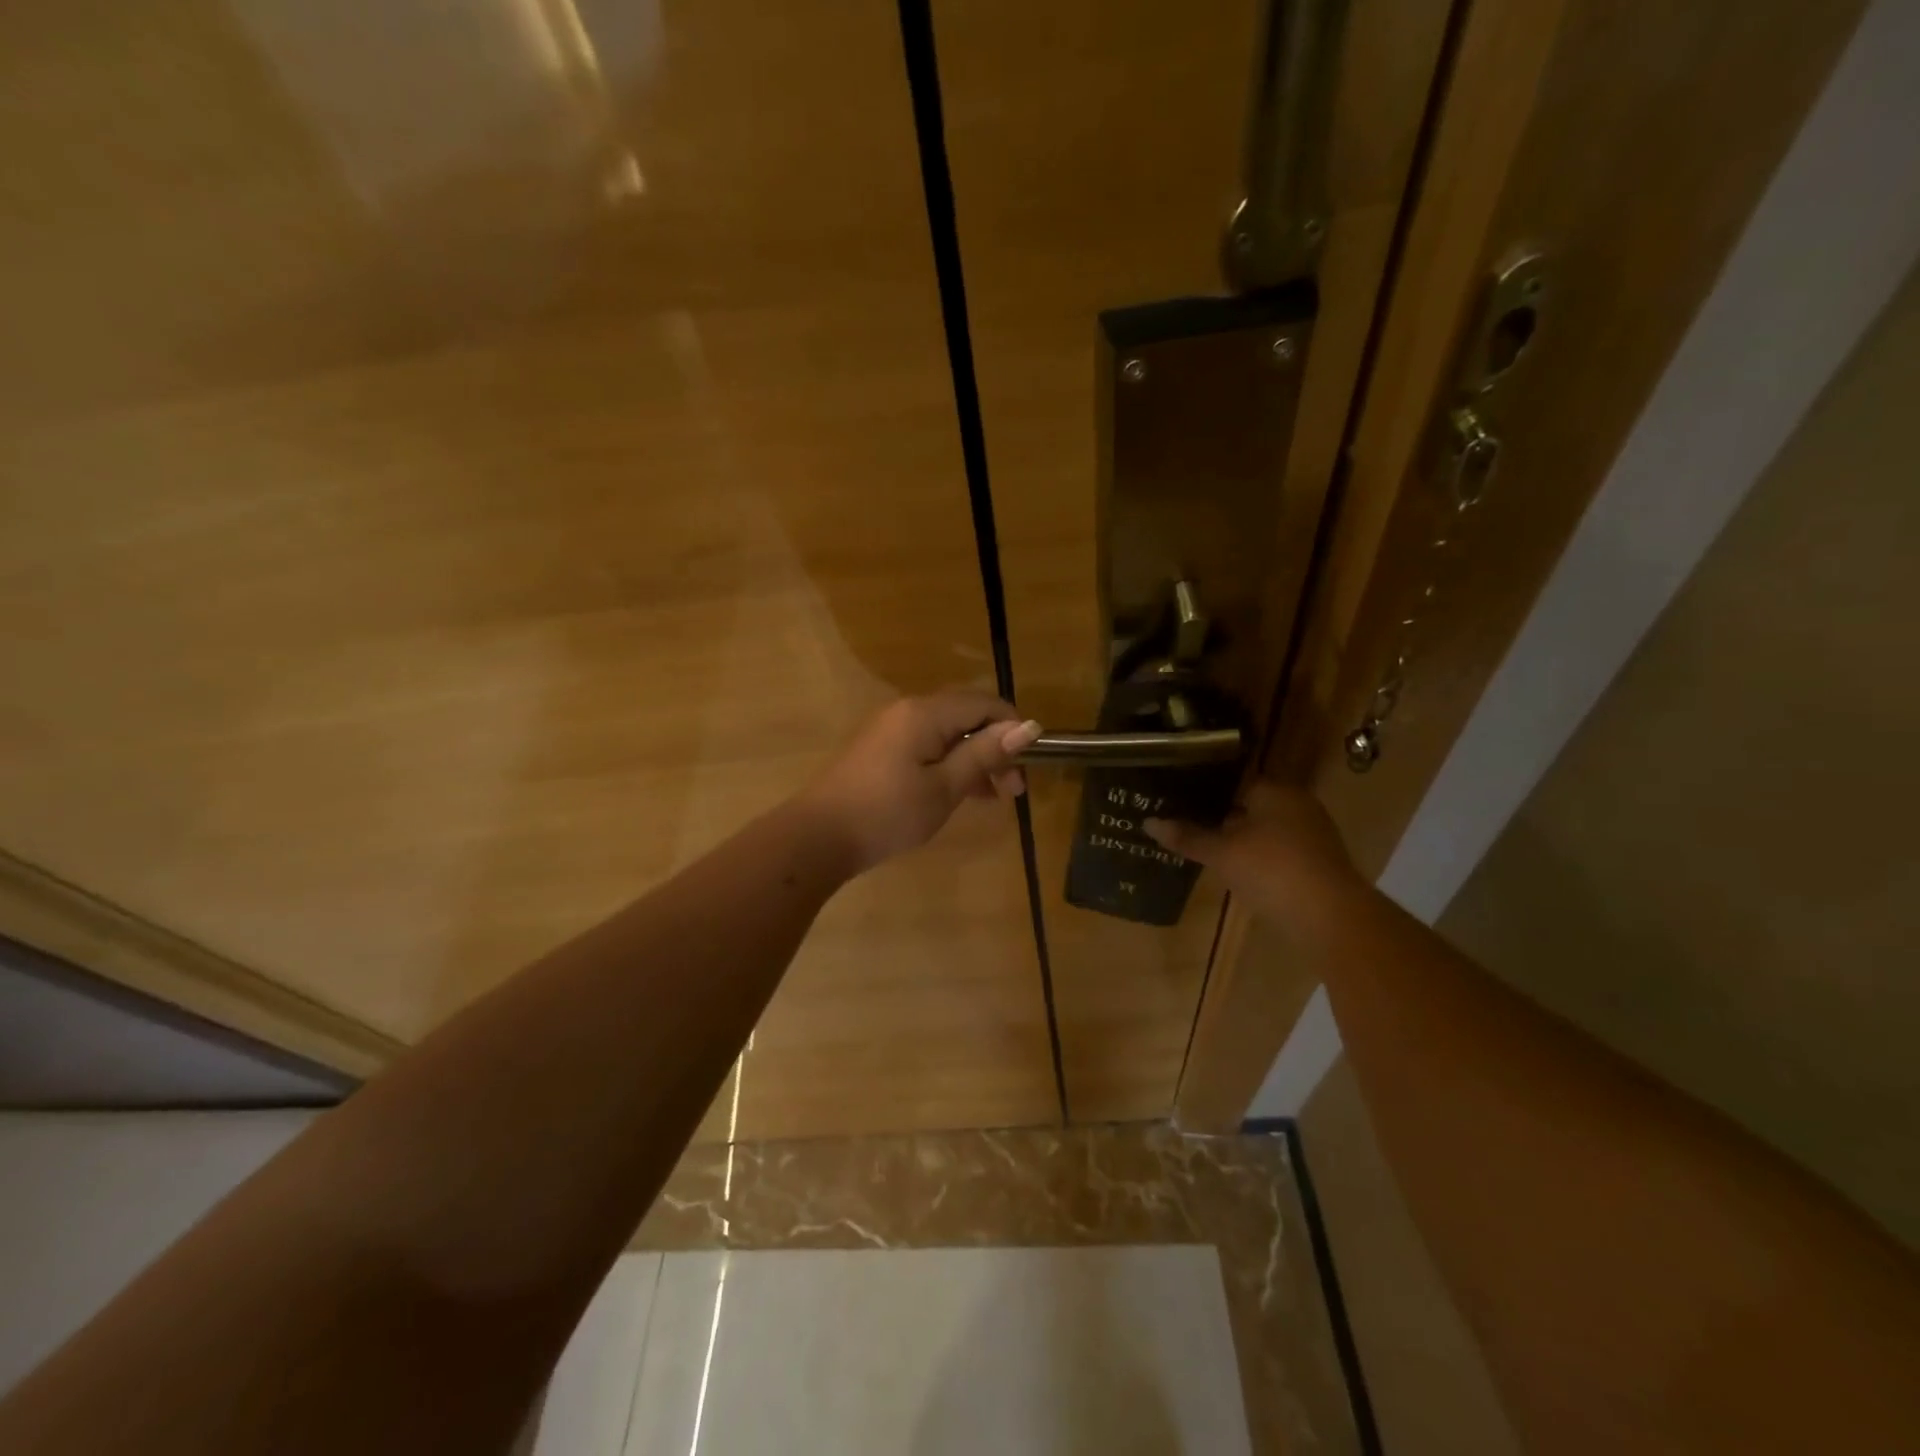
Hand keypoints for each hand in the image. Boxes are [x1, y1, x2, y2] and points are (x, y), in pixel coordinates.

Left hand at [802, 691, 1042, 873]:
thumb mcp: (944, 787)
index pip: (984, 703)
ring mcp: (891, 729)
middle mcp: (908, 710)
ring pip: (948, 733)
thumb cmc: (888, 813)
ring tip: (993, 797)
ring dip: (975, 759)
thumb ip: (985, 755)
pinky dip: (950, 764)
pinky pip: (927, 746)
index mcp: (926, 713)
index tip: (1027, 767)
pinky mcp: (881, 750)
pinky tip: (962, 794)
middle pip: (966, 716)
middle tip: (1012, 790)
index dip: (1012, 728)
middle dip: (996, 746)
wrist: (819, 836)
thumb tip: (1028, 726)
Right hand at [1145, 781, 1367, 930]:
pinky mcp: (1317, 863)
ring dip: (1239, 839)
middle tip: (1186, 826)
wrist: (1331, 918)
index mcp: (1275, 790)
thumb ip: (1187, 836)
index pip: (1233, 781)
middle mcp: (1297, 804)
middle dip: (1220, 817)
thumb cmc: (1272, 870)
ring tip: (1205, 849)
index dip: (1203, 791)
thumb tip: (1148, 823)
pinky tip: (1236, 871)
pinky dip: (1257, 858)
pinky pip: (1278, 851)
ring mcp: (1312, 834)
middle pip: (1249, 805)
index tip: (1177, 801)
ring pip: (1264, 830)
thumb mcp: (1222, 853)